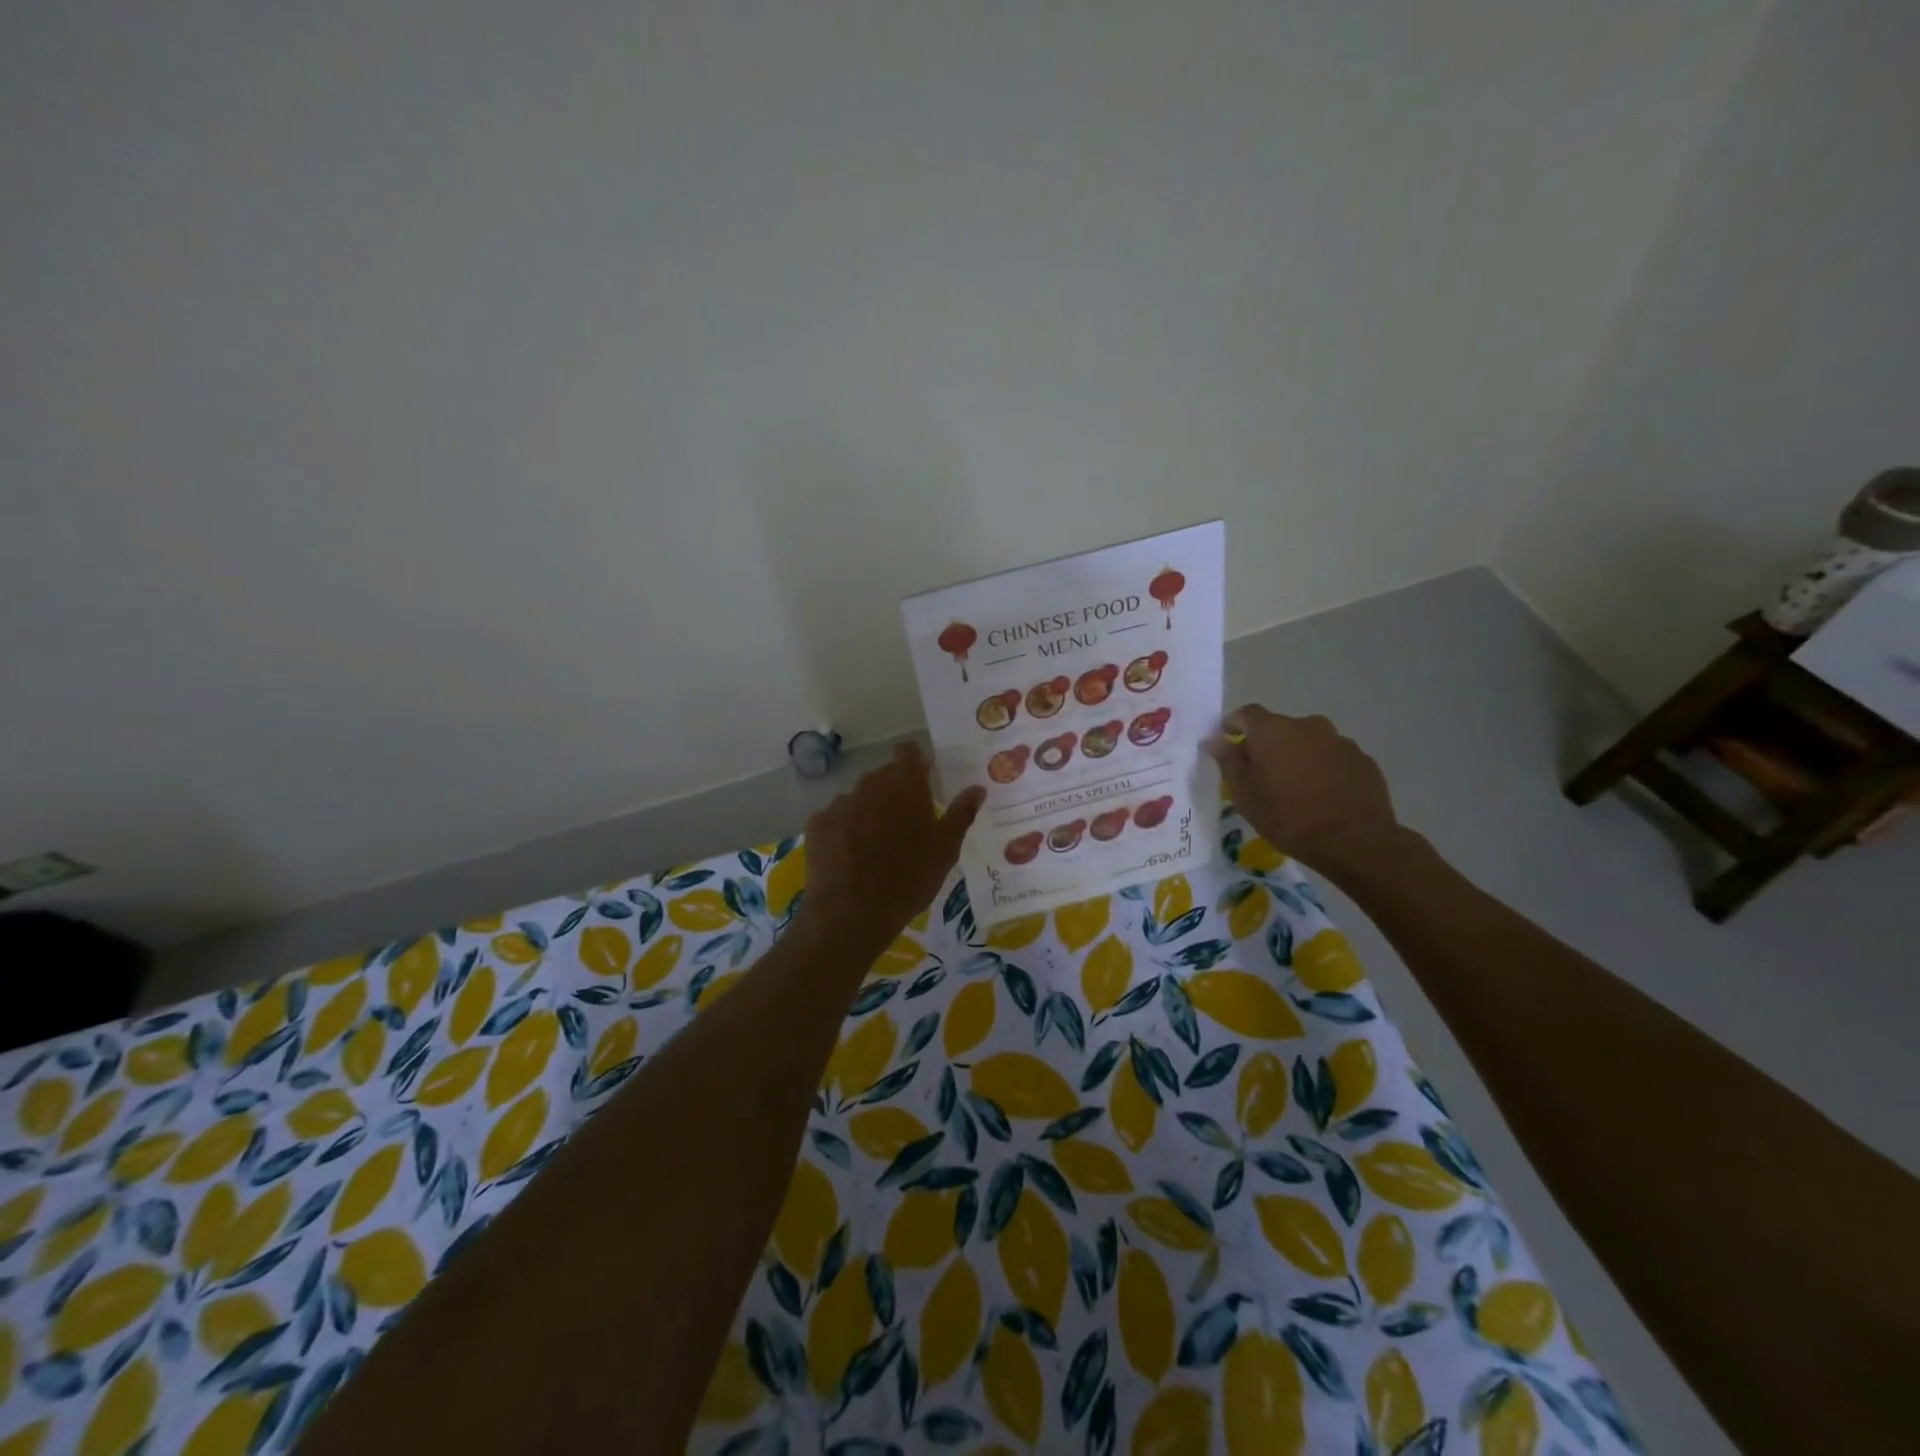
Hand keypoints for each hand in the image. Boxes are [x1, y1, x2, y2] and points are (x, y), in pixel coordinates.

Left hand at [796, 741, 985, 954]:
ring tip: (875, 847)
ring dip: (868, 812)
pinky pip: (836, 818)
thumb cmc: (909, 879)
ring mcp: (840, 803)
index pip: (908, 751)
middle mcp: (870, 784)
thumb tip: (977, 788)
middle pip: (883, 776)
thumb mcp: (945, 850)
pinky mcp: (817, 824)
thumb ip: (961, 813)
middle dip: (894, 793)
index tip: (924, 782)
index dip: (916, 763)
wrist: (852, 913)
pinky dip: (844, 830)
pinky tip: (849, 858)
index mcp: (905, 784)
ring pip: (859, 798)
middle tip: (905, 825)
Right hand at [1205, 706, 1403, 880]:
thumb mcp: (1246, 796)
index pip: (1246, 713)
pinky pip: (1333, 757)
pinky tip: (1324, 796)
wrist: (1355, 841)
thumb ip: (1229, 763)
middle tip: (1263, 775)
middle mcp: (1307, 725)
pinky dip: (1323, 768)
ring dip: (1298, 756)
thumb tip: (1214, 740)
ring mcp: (1339, 740)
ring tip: (1297, 788)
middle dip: (1268, 745)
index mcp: (1273, 731)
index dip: (1234, 725)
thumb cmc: (1289, 818)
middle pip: (1279, 727)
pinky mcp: (1362, 759)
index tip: (1229, 744)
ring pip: (1308, 741)